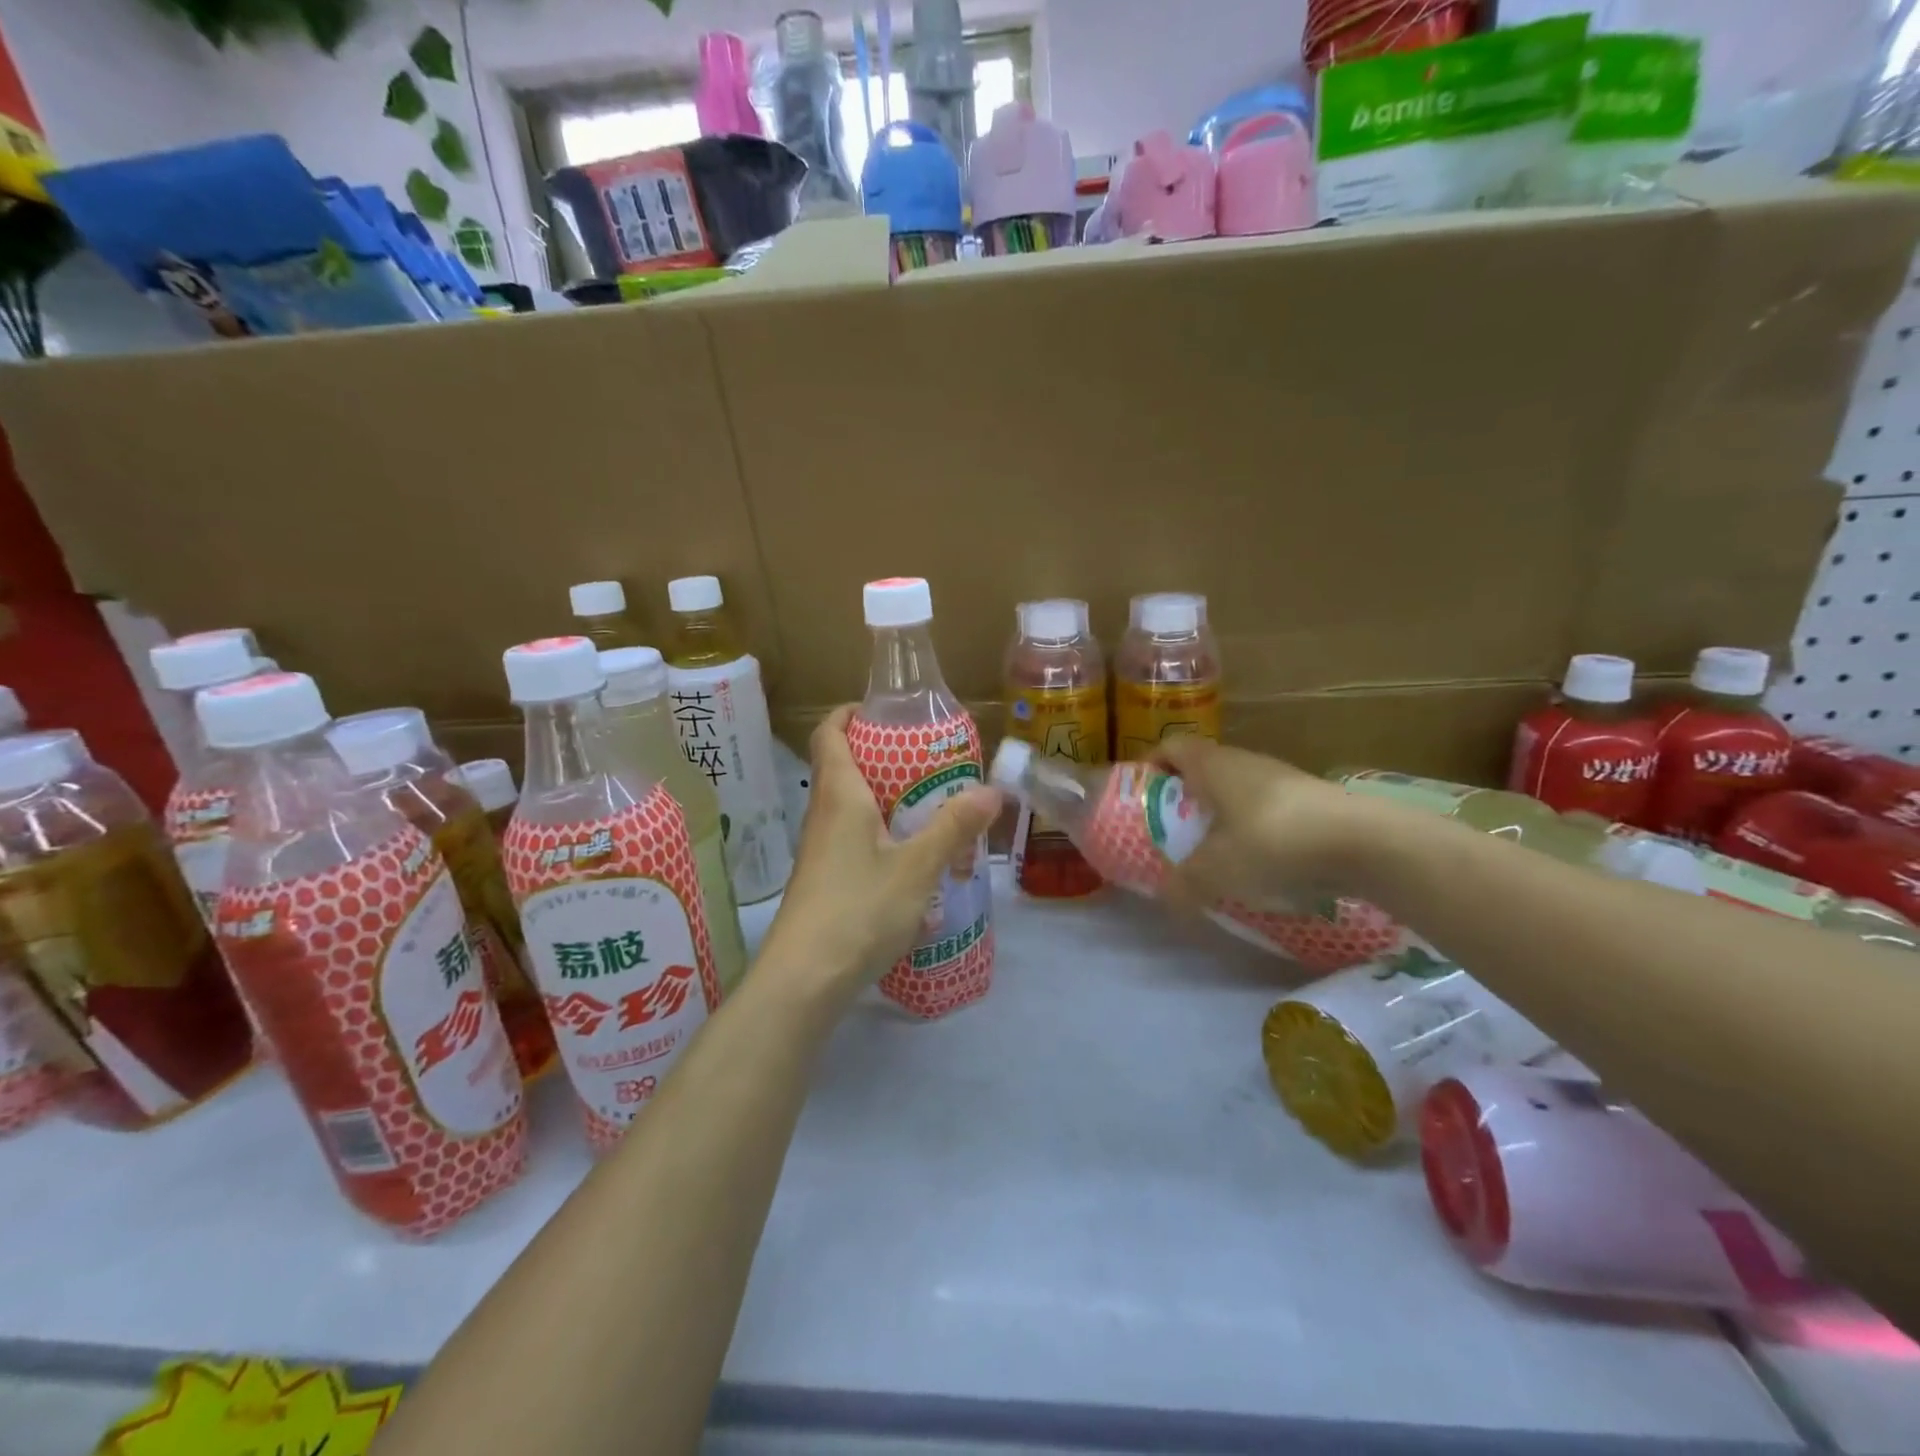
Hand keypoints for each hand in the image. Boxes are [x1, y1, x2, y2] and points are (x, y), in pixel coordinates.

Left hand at [760, 706, 1001, 999]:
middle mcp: (822, 815)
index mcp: (839, 796)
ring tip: (929, 804)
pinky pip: (852, 839)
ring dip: (883, 798)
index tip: (884, 709)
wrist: (804, 981)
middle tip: (928, 759)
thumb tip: (992, 791)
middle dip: (881, 756)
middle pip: (842, 767)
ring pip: (849, 807)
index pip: (829, 733)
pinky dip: (880, 833)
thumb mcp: (918, 867)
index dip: (850, 713)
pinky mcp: (824, 881)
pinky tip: (912, 858)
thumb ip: (954, 828)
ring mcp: (820, 851)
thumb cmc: (859, 910)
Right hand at [1153, 737, 1387, 909]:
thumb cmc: (1271, 841)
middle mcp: (1245, 761)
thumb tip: (1165, 898)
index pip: (1171, 746)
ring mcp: (1282, 778)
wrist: (1364, 842)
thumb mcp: (1216, 870)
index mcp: (1213, 764)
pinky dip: (1255, 831)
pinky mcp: (1312, 801)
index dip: (1152, 764)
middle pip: (1204, 769)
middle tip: (1173, 831)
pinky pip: (1268, 810)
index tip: (1140, 793)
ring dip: (1222, 816)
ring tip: (1215, 853)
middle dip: (1185, 798)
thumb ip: (1184, 883)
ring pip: (1238, 791)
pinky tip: (1260, 865)